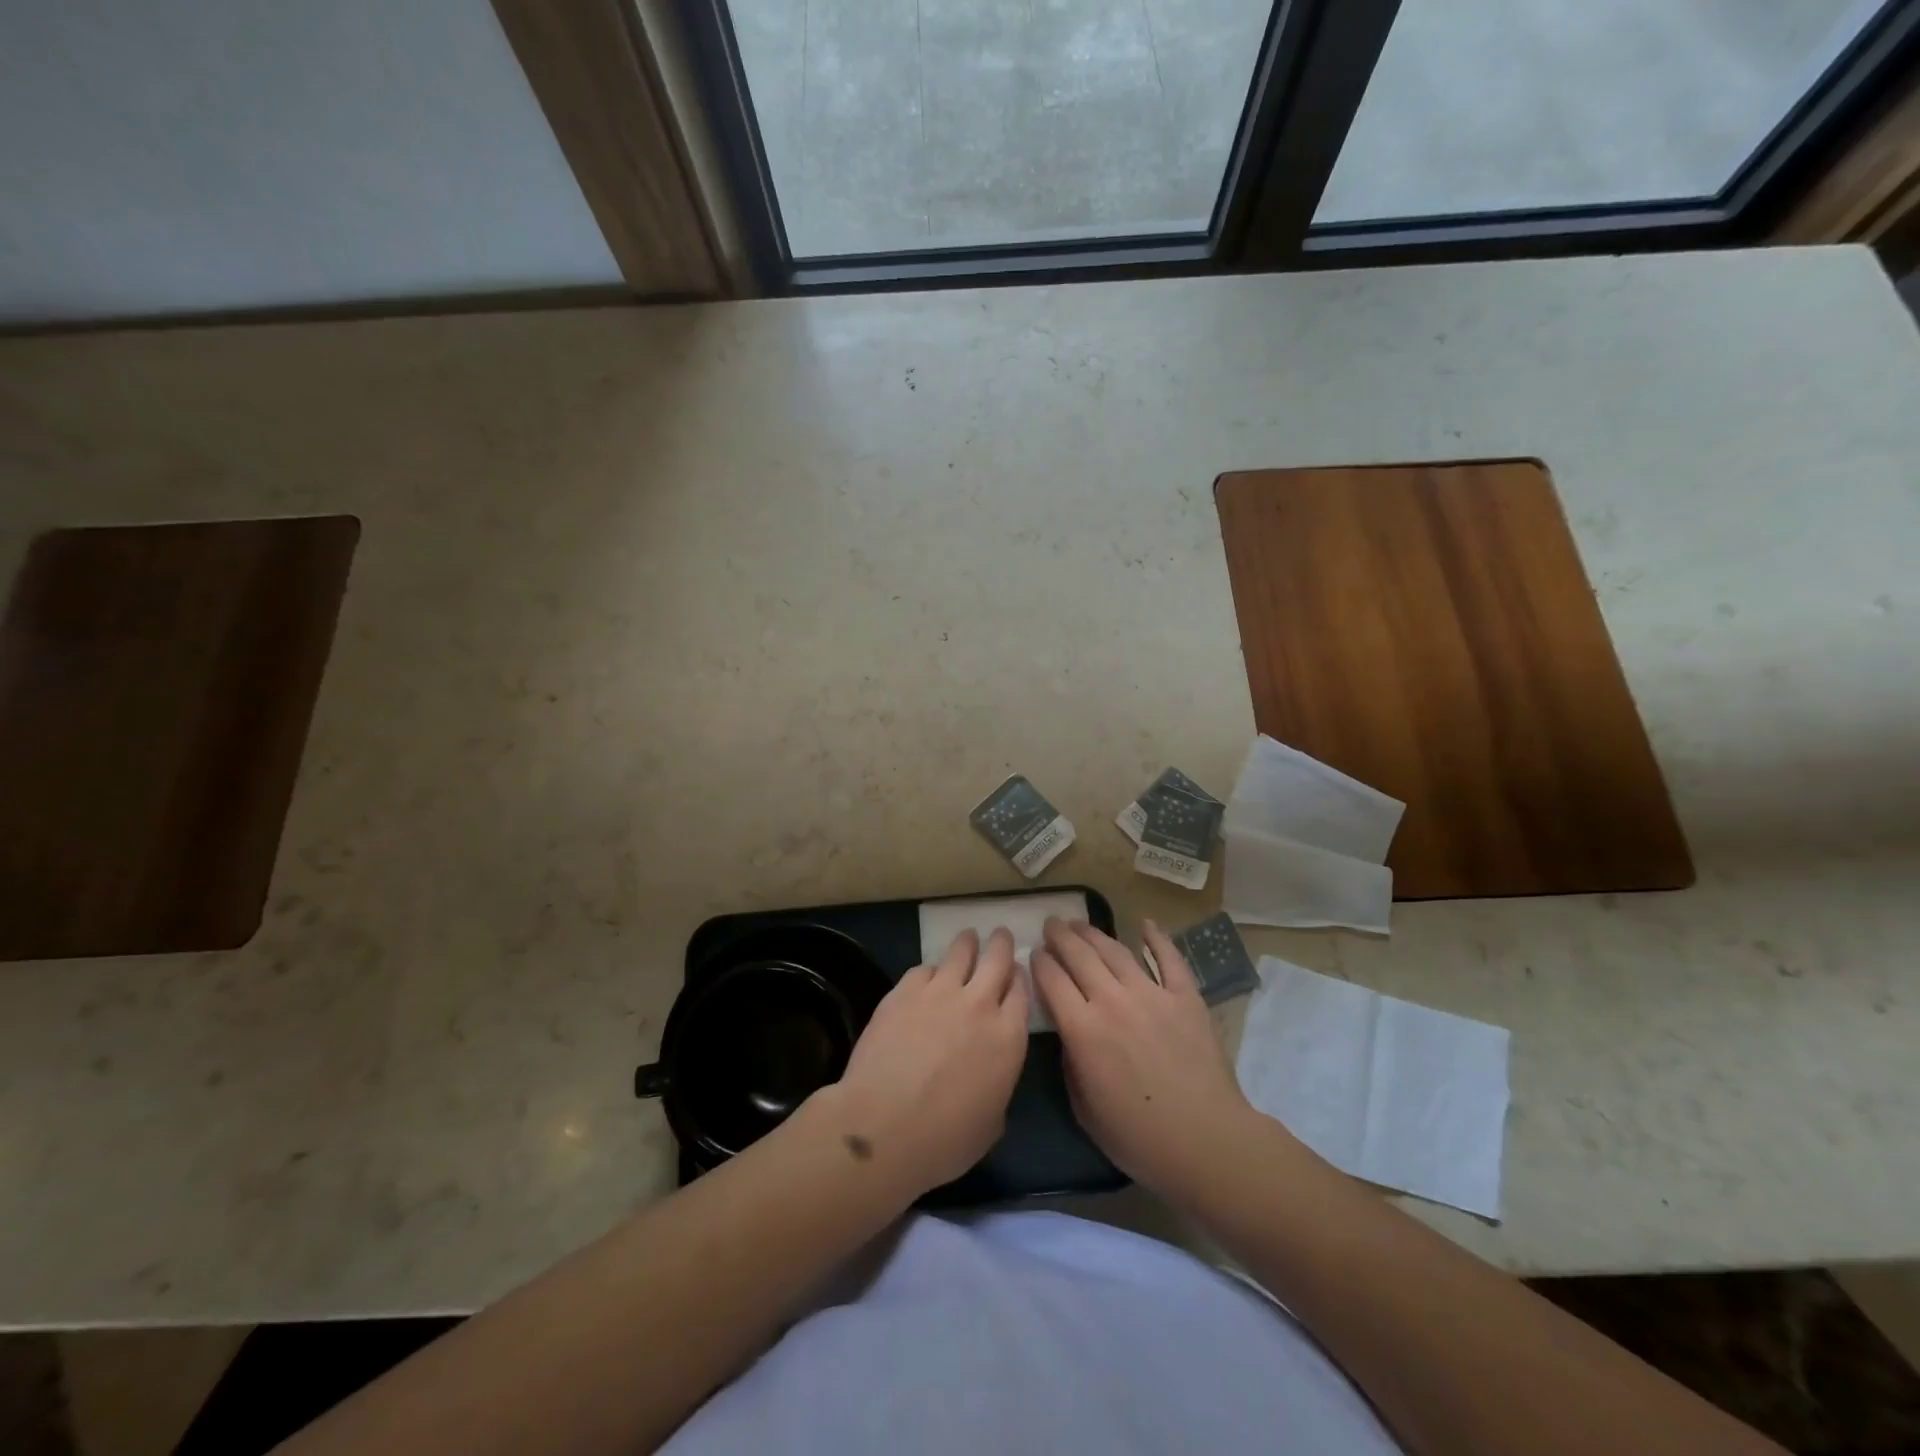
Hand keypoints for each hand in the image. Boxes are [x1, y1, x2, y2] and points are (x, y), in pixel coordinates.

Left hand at [824, 928, 1029, 1201]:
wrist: (884, 1126)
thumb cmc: (945, 1140)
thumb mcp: (992, 1122)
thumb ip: (998, 1083)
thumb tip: (988, 1072)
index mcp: (1008, 1036)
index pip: (1021, 992)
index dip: (1020, 979)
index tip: (1016, 973)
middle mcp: (979, 1004)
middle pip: (997, 959)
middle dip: (1001, 944)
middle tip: (1000, 936)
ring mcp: (940, 992)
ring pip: (961, 952)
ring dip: (968, 943)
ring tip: (968, 938)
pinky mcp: (904, 990)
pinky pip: (924, 969)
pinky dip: (930, 971)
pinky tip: (927, 976)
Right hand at [1033, 917, 1256, 1197]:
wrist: (1206, 1141)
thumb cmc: (1139, 1137)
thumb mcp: (1084, 1108)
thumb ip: (1070, 1064)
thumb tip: (1069, 1034)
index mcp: (1082, 1029)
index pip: (1051, 980)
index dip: (1039, 962)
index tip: (1034, 954)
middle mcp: (1112, 1001)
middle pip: (1079, 955)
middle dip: (1060, 936)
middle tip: (1051, 924)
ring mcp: (1151, 994)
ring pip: (1115, 951)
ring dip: (1094, 933)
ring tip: (1080, 923)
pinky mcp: (1185, 997)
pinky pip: (1169, 959)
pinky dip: (1157, 938)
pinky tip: (1146, 924)